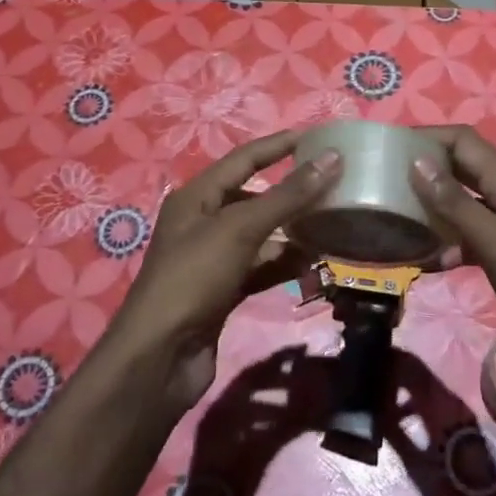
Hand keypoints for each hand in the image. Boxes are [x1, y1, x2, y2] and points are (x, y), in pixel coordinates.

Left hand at [111, 131, 339, 409]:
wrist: (160, 357)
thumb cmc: (194, 278)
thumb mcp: (240, 229)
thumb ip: (287, 195)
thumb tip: (331, 157)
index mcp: (197, 197)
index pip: (244, 159)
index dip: (279, 146)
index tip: (317, 138)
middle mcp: (203, 222)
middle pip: (254, 197)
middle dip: (292, 192)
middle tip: (334, 185)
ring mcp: (213, 259)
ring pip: (261, 234)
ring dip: (293, 230)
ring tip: (333, 223)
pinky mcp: (224, 291)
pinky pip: (261, 266)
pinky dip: (285, 263)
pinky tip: (314, 263)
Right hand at [407, 125, 495, 356]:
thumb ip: (457, 205)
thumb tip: (417, 162)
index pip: (465, 141)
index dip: (429, 137)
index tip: (390, 147)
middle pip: (463, 167)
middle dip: (426, 168)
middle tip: (384, 179)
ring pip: (465, 202)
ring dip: (434, 205)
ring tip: (397, 215)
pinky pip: (471, 234)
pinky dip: (448, 240)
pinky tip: (428, 260)